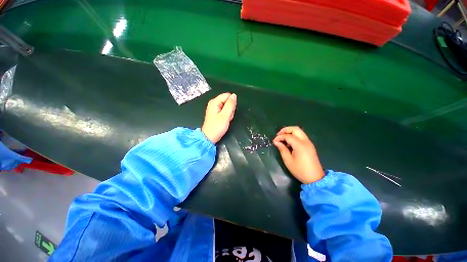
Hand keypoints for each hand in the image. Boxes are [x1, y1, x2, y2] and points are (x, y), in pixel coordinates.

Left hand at [201, 93, 236, 143]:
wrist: (209, 137)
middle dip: (230, 109)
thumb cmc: (217, 127)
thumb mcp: (225, 115)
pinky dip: (226, 116)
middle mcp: (214, 103)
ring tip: (226, 120)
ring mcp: (215, 108)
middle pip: (227, 101)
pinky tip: (225, 121)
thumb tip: (234, 95)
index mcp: (214, 102)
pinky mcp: (216, 113)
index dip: (231, 103)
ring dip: (229, 113)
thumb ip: (230, 104)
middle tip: (227, 117)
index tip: (230, 111)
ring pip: (227, 107)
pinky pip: (225, 111)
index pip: (227, 96)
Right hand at [273, 126, 324, 183]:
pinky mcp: (310, 145)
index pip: (288, 136)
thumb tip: (276, 142)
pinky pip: (301, 136)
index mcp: (300, 145)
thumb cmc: (300, 170)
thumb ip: (282, 149)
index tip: (274, 141)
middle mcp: (305, 141)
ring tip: (283, 139)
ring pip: (299, 131)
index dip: (279, 137)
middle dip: (285, 130)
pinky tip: (289, 143)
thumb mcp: (288, 160)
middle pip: (295, 129)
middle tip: (278, 135)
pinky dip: (294, 136)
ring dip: (290, 132)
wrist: (315, 178)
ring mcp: (309, 143)